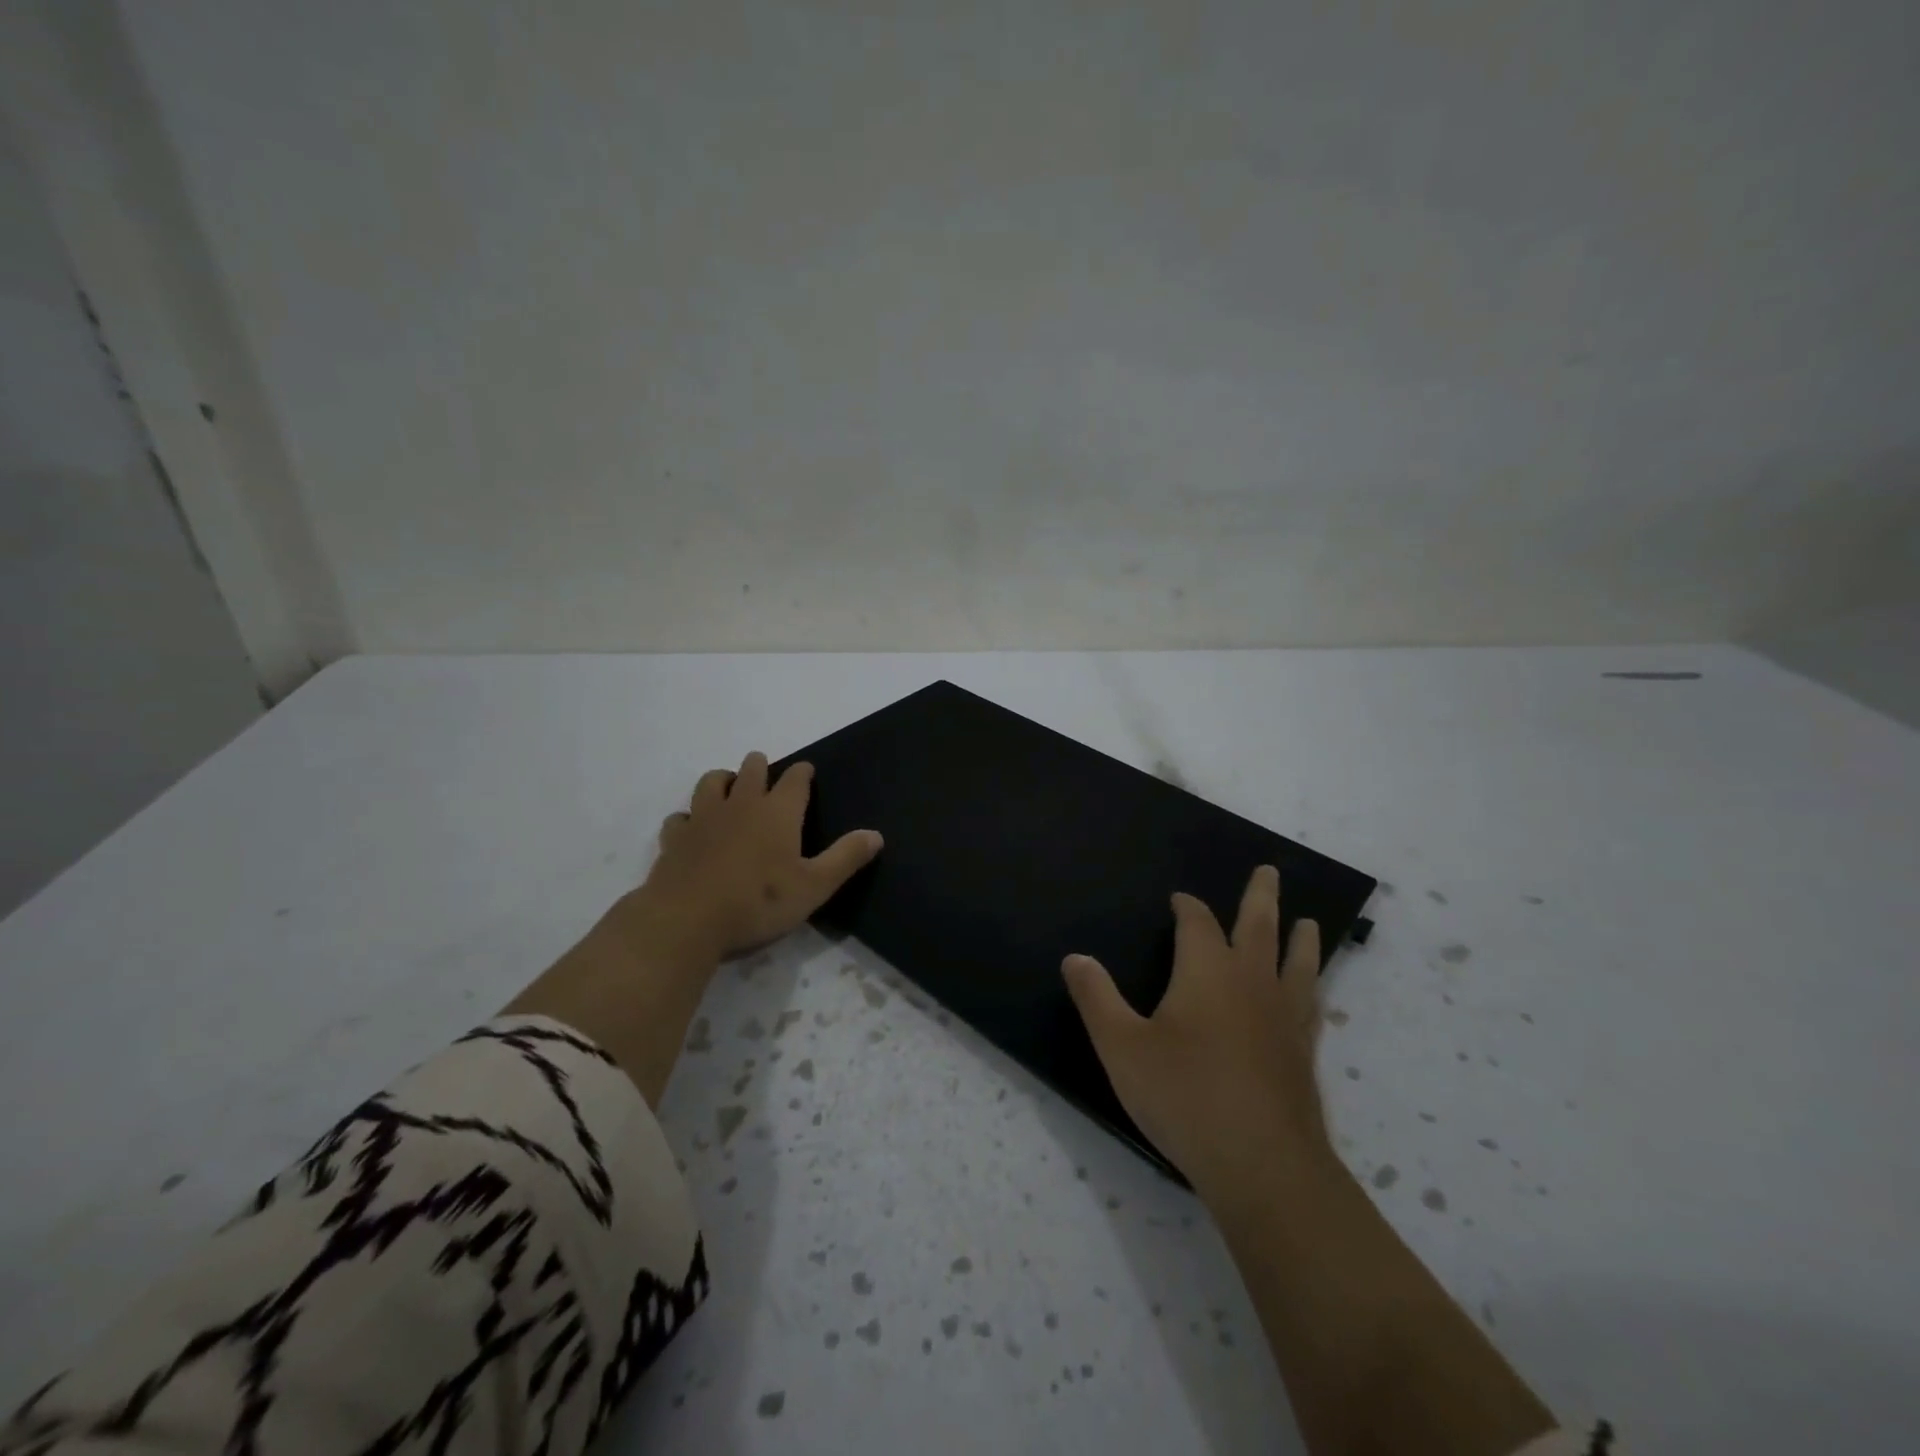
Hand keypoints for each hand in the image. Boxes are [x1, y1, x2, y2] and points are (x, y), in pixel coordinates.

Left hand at [639, 751, 883, 959]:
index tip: (807, 771)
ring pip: (712, 782)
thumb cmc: (758, 903)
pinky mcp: (675, 838)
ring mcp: (703, 818)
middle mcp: (741, 804)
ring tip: (730, 788)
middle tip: (766, 772)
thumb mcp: (814, 886)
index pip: (795, 779)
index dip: (803, 773)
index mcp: (778, 812)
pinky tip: (693, 828)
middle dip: (760, 766)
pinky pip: (681, 816)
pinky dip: (690, 817)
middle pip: (751, 769)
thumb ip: (845, 858)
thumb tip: (876, 835)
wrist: (687, 920)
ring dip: (723, 780)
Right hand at [1062, 865, 1330, 1202]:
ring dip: (1300, 938)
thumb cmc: (1184, 1096)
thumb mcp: (1122, 1046)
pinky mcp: (1303, 1053)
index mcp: (1207, 971)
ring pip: (1297, 962)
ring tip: (1309, 922)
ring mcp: (1284, 1017)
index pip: (1197, 922)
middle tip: (1269, 871)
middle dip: (1260, 897)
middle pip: (1259, 927)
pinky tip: (1312, 995)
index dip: (1188, 906)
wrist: (1262, 1164)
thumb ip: (1096, 998)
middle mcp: (1251, 982)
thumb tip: (1075, 957)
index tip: (1180, 899)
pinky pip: (1310, 1004)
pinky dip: (1311, 987)